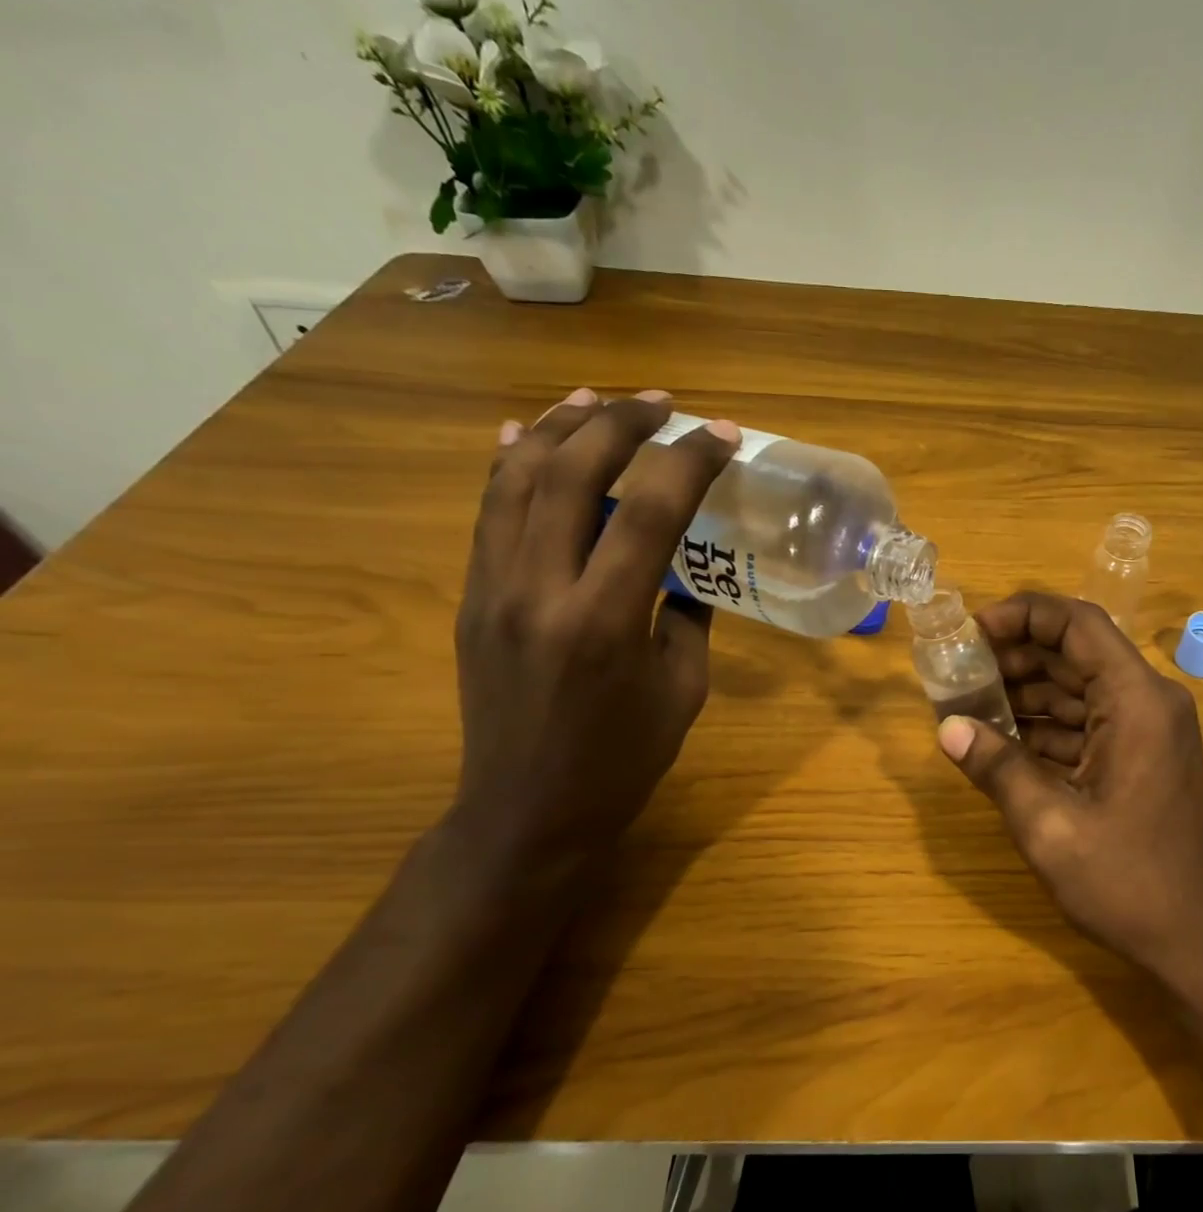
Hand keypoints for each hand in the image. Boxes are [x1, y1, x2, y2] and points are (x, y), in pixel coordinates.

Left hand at [449, 387, 739, 878]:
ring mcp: (494, 590)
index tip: (721, 434)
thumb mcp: (682, 689)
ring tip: (594, 398)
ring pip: (517, 481)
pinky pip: (488, 514)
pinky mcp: (472, 598)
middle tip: (660, 403)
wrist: (527, 812)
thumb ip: (685, 616)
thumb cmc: (622, 761)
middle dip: (620, 424)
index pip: (650, 512)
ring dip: (559, 428)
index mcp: (605, 621)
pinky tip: (525, 436)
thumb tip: (684, 567)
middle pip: (572, 475)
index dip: (689, 462)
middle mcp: (540, 591)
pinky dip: (510, 466)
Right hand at [936, 591, 1202, 1002]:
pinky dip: (1045, 727)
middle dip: (1016, 656)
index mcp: (1137, 701)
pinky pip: (1087, 724)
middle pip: (1076, 653)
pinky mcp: (1142, 759)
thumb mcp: (1049, 826)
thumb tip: (947, 729)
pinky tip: (1000, 740)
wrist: (1200, 945)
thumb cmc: (1129, 883)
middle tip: (959, 669)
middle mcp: (1148, 702)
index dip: (1023, 615)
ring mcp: (1148, 732)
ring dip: (1026, 692)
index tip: (972, 629)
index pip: (1078, 624)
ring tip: (968, 703)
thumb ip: (997, 768)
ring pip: (1079, 689)